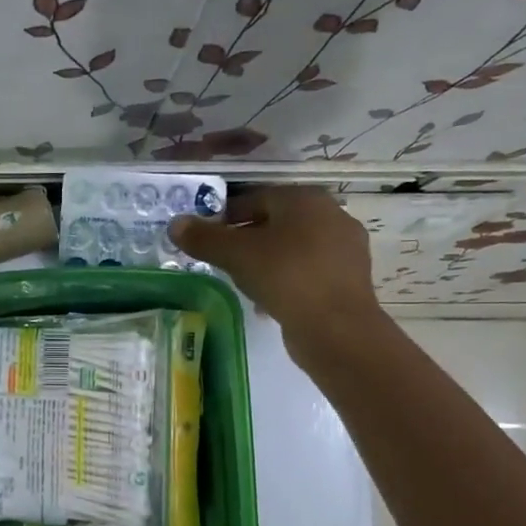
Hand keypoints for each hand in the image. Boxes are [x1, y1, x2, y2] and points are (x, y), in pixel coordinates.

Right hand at [170, 188, 386, 353]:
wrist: (336, 327)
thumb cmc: (284, 276)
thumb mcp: (235, 255)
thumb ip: (203, 238)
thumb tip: (175, 224)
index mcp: (304, 198)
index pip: (255, 198)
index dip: (225, 216)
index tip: (206, 238)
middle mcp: (331, 214)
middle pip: (275, 222)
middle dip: (246, 239)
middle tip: (221, 260)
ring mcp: (346, 247)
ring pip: (292, 247)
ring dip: (266, 260)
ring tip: (242, 282)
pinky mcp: (350, 278)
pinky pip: (307, 270)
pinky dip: (286, 279)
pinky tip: (268, 301)